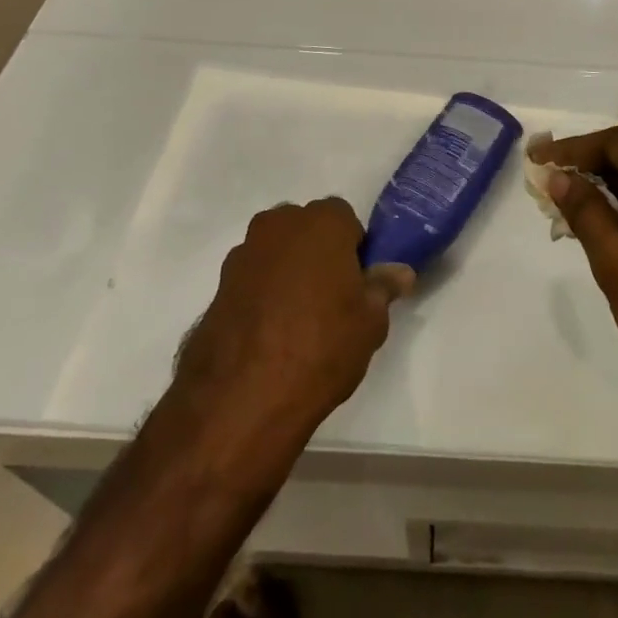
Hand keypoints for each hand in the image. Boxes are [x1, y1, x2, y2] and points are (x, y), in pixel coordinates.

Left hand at [170, 199, 409, 471]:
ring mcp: (243, 254)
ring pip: (277, 253)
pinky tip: (269, 335)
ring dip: (288, 273)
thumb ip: (383, 288)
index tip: (358, 283)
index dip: (354, 249)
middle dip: (319, 254)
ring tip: (298, 321)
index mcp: (322, 222)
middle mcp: (279, 225)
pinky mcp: (217, 286)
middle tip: (332, 299)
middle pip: (307, 230)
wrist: (243, 398)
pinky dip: (261, 295)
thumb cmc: (322, 346)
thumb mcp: (371, 322)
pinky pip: (252, 280)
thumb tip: (400, 272)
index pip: (346, 219)